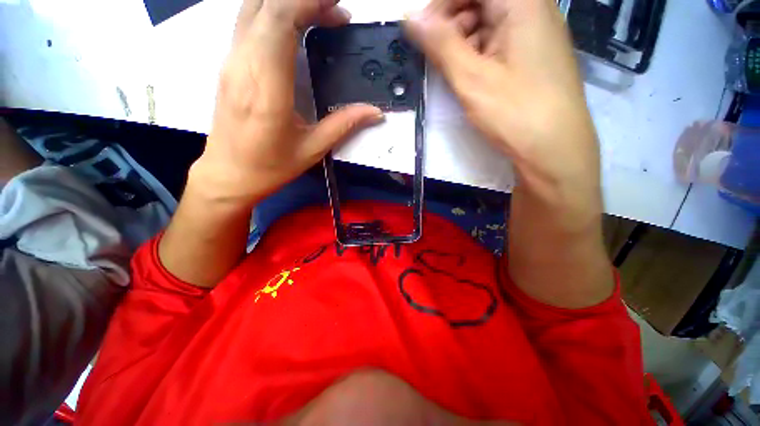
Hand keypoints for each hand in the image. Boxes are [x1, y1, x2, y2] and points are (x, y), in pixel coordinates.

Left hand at [192, 0, 382, 205]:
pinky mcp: (229, 64)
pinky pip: (248, 22)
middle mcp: (242, 65)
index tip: (337, 6)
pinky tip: (296, 25)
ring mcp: (231, 61)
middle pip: (265, 4)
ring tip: (321, 13)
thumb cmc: (271, 166)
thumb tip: (375, 112)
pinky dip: (274, 12)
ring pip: (253, 7)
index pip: (279, 21)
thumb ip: (344, 124)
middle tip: (336, 9)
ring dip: (288, 2)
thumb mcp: (312, 149)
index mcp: (266, 88)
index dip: (307, 2)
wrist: (229, 174)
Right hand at [406, 0, 611, 307]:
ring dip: (454, 39)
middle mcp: (531, 21)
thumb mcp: (472, 85)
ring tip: (437, 67)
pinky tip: (455, 78)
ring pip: (481, 23)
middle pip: (478, 1)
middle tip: (423, 47)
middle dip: (446, 17)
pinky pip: (486, 47)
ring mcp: (527, 45)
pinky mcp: (520, 70)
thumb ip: (442, 48)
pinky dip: (465, 55)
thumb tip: (412, 23)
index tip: (419, 16)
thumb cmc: (521, 129)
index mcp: (525, 14)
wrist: (556, 168)